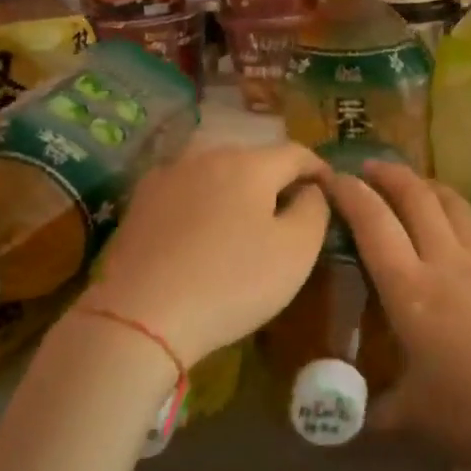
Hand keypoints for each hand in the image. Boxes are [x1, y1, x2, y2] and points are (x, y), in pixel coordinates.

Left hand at [82, 142, 329, 367]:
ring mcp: (166, 177)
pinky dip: (204, 206)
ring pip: (216, 174)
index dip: (319, 169)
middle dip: (277, 180)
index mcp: (249, 163)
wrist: (140, 317)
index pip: (296, 152)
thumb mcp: (296, 251)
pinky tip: (204, 235)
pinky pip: (186, 194)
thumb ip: (315, 210)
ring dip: (238, 192)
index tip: (332, 191)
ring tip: (246, 223)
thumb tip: (310, 191)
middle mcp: (205, 157)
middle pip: (254, 160)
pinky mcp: (138, 204)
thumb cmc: (231, 282)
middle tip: (291, 212)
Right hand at [326, 162, 470, 470]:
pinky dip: (469, 218)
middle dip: (389, 174)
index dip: (350, 194)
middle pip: (417, 198)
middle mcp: (448, 262)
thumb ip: (375, 411)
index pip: (373, 224)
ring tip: (416, 187)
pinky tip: (468, 227)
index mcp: (411, 290)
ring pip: (456, 205)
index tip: (332, 177)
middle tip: (370, 168)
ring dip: (430, 187)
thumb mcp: (414, 419)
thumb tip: (346, 419)